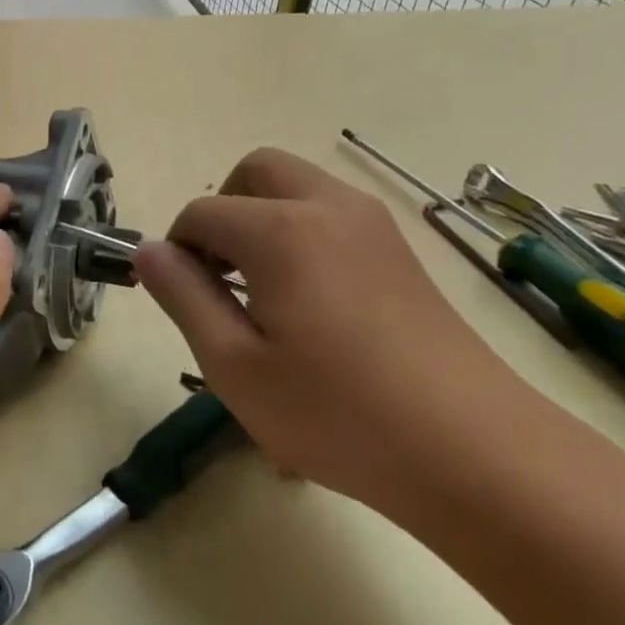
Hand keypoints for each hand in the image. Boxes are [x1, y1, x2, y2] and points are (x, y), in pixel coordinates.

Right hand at [135, 148, 527, 511]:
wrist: (475, 453)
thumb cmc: (336, 412)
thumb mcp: (233, 364)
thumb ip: (182, 296)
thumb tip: (149, 251)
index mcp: (281, 229)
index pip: (202, 213)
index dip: (179, 251)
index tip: (185, 300)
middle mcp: (328, 206)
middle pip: (255, 171)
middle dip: (222, 210)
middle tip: (220, 275)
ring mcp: (374, 225)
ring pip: (299, 186)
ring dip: (263, 217)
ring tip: (263, 291)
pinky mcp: (402, 251)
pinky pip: (333, 214)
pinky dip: (302, 231)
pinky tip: (312, 302)